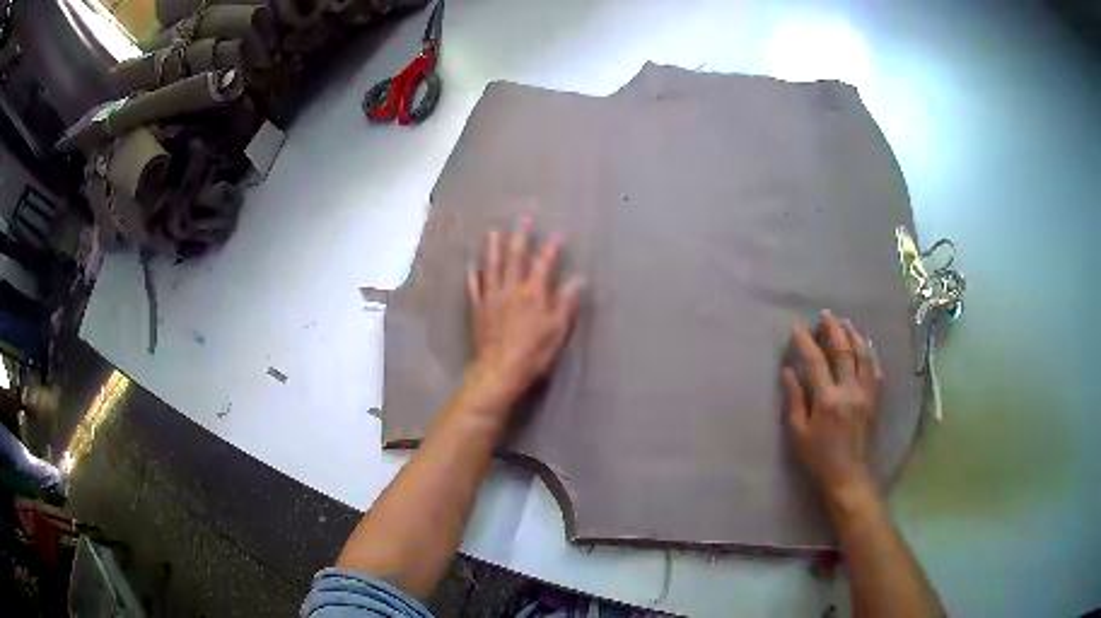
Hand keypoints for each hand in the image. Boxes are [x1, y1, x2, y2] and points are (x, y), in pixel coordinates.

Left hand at [466, 218, 582, 406]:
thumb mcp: (558, 330)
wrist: (499, 371)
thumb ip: (566, 303)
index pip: (544, 265)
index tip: (556, 234)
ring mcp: (491, 298)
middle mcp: (511, 290)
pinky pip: (474, 288)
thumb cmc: (534, 353)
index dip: (551, 249)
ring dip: (493, 248)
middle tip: (522, 219)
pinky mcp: (478, 310)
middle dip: (520, 237)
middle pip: (515, 258)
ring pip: (492, 267)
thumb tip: (577, 280)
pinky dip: (473, 275)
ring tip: (493, 232)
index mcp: (534, 294)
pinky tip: (472, 267)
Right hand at [783, 311, 882, 508]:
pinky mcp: (875, 399)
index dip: (806, 342)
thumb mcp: (798, 433)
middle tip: (825, 315)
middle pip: (843, 351)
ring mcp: (865, 393)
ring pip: (863, 355)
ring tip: (846, 322)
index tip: (798, 328)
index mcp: (827, 399)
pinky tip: (866, 346)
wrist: (849, 475)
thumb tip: (787, 370)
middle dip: (834, 330)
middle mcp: (849, 390)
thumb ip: (794, 399)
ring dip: (854, 335)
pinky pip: (875, 369)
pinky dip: (870, 353)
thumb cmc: (818, 458)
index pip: (816, 361)